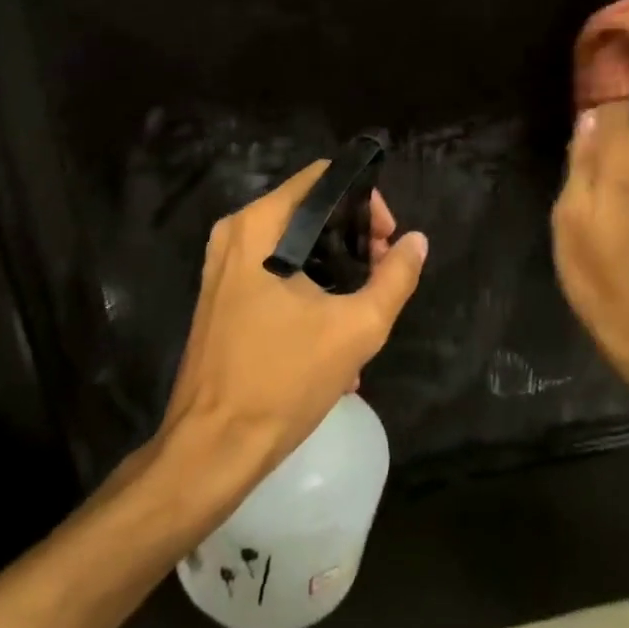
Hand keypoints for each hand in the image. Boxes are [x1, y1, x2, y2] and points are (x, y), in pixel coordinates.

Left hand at [161, 163, 427, 486]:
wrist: (212, 449)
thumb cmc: (283, 380)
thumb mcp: (356, 328)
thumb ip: (395, 277)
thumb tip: (417, 241)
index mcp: (259, 225)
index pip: (324, 178)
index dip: (365, 201)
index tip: (388, 241)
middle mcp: (235, 233)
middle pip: (311, 210)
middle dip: (355, 238)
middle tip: (383, 272)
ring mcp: (222, 265)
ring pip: (295, 244)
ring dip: (337, 268)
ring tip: (367, 305)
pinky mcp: (221, 295)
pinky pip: (275, 272)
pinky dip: (309, 287)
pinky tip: (335, 333)